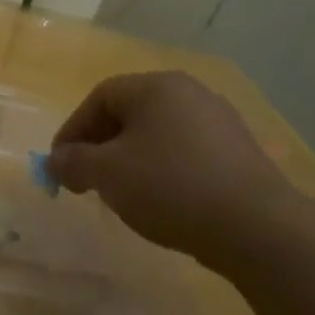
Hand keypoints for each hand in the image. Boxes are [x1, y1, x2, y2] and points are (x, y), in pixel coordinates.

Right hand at [49, 72, 298, 258]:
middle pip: (129, 113)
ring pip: (157, 135)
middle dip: (99, 146)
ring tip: (120, 194)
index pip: (99, 98)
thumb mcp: (106, 173)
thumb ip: (72, 162)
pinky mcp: (240, 153)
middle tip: (85, 179)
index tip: (59, 165)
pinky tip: (160, 201)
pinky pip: (185, 153)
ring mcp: (220, 122)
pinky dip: (162, 171)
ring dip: (129, 160)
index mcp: (156, 86)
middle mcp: (190, 93)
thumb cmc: (169, 187)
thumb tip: (57, 160)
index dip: (72, 130)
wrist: (257, 228)